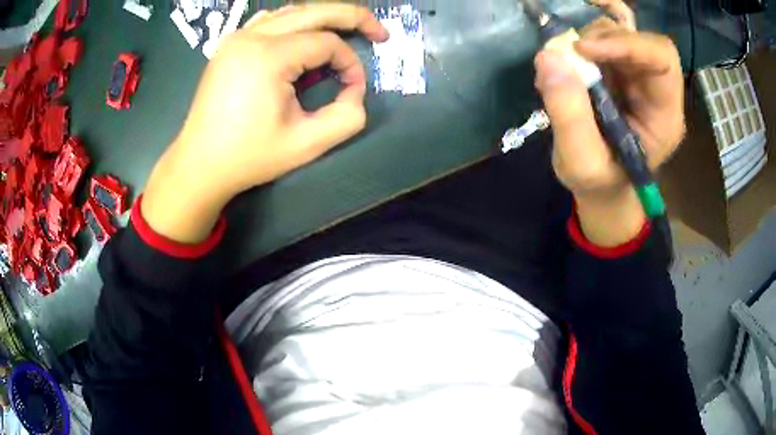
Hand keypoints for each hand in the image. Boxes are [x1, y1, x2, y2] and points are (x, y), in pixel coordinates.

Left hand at [142, 4, 388, 242]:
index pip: (327, 43)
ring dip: (324, 18)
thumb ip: (347, 117)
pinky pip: (271, 21)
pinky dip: (296, 23)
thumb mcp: (306, 145)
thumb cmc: (249, 157)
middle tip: (379, 32)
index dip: (350, 63)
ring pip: (293, 12)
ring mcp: (237, 37)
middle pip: (315, 11)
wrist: (200, 164)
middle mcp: (251, 36)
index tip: (354, 90)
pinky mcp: (230, 45)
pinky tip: (305, 35)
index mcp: (268, 56)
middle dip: (353, 18)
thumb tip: (356, 91)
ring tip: (347, 32)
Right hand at [535, 8, 683, 246]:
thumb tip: (548, 57)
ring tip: (564, 64)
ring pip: (619, 32)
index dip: (627, 44)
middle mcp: (656, 89)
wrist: (602, 186)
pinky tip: (566, 63)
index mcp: (665, 116)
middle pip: (639, 39)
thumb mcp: (582, 164)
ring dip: (588, 39)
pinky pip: (602, 39)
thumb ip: (569, 116)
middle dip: (603, 38)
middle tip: (571, 54)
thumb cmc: (600, 183)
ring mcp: (637, 76)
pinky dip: (580, 43)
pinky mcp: (618, 71)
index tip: (583, 50)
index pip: (663, 59)